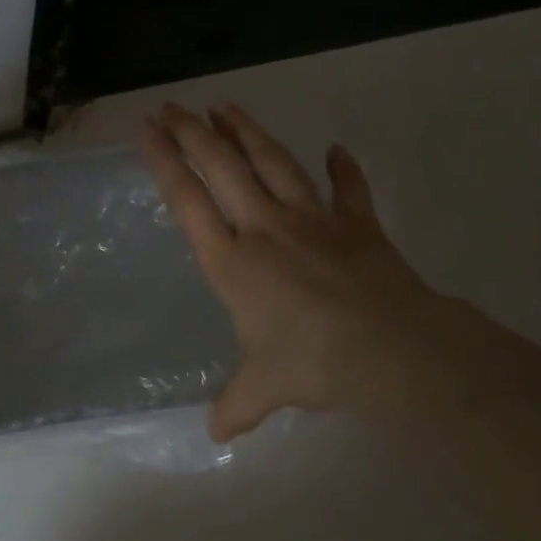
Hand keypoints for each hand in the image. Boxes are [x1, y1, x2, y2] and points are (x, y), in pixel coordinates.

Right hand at [141, 103, 443, 435]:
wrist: (393, 349)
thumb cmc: (313, 362)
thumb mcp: (264, 388)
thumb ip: (235, 406)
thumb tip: (216, 435)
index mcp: (232, 260)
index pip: (188, 200)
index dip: (164, 161)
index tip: (147, 129)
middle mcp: (265, 228)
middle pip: (223, 166)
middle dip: (193, 132)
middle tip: (172, 105)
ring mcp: (313, 220)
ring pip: (274, 162)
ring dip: (248, 132)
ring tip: (226, 106)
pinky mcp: (358, 225)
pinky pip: (348, 189)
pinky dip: (344, 168)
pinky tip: (337, 148)